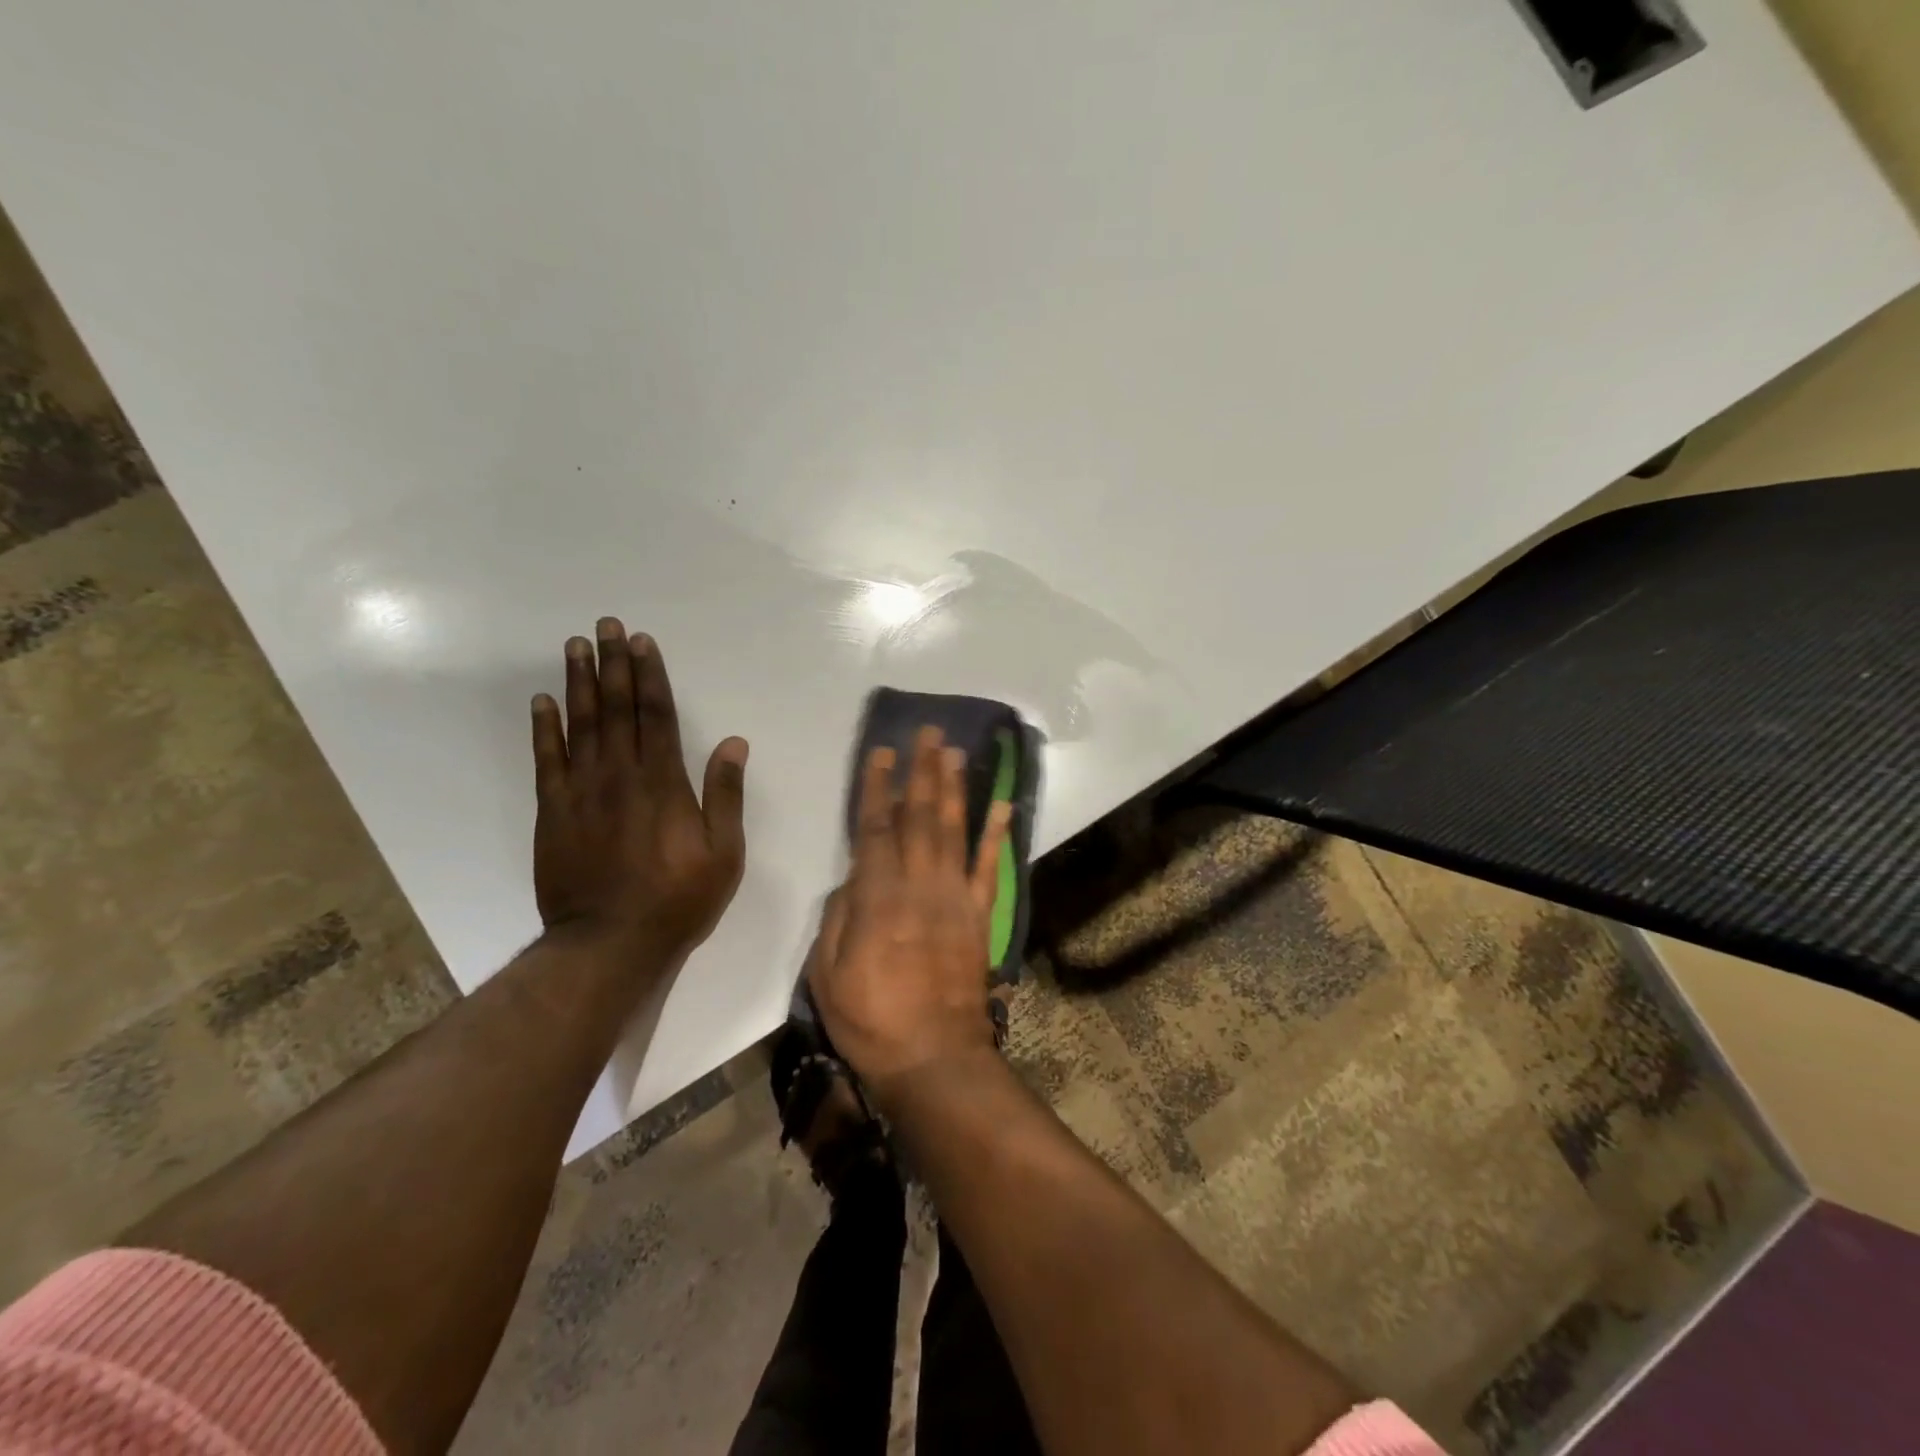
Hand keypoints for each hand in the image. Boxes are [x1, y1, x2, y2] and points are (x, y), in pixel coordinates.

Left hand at [531, 619, 747, 971]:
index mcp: (664, 782)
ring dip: (580, 682)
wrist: (610, 942)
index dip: (651, 676)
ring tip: (576, 646)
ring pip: (581, 724)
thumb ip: (726, 795)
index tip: (643, 642)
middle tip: (606, 626)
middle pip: (617, 709)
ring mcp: (582, 791)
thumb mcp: (724, 852)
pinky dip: (544, 728)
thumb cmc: (678, 898)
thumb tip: (734, 742)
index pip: (656, 715)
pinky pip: (546, 760)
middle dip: (614, 664)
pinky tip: (543, 701)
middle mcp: (620, 775)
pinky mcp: (553, 812)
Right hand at [806, 727, 1010, 1103]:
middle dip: (922, 771)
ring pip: (953, 829)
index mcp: (877, 896)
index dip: (878, 786)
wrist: (934, 1057)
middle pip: (919, 816)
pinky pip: (989, 866)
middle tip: (928, 733)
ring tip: (956, 752)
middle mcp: (918, 884)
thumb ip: (838, 918)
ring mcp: (954, 896)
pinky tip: (1004, 804)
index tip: (882, 752)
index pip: (874, 827)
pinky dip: (997, 833)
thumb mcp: (827, 973)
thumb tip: (852, 879)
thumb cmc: (871, 1020)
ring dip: (955, 787)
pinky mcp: (979, 914)